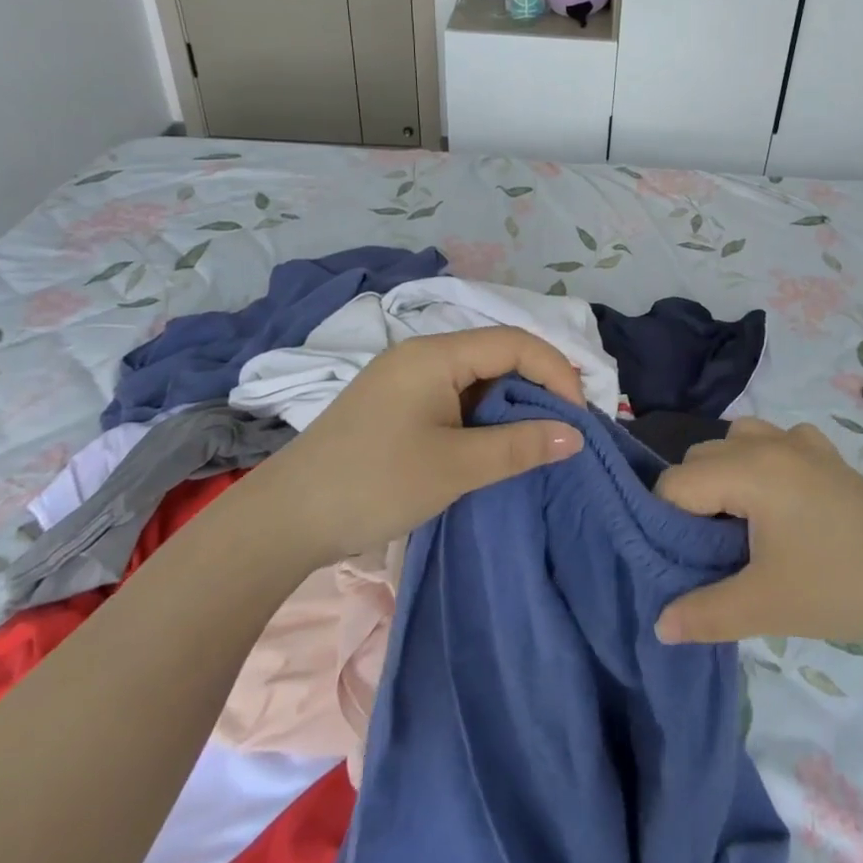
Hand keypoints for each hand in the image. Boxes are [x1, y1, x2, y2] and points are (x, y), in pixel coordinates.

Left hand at [255, 327, 584, 563]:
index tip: (578, 418)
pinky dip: (483, 416)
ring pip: (476, 377)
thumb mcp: (455, 467)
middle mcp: (421, 354)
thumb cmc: (375, 483)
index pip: (515, 343)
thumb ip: (520, 447)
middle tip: (565, 428)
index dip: (556, 372)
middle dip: (538, 386)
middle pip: (497, 354)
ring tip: (537, 439)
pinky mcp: (395, 404)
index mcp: (435, 354)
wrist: (284, 519)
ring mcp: (405, 379)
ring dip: (511, 404)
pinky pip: (454, 396)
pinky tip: (494, 444)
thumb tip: (575, 436)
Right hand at [654, 419, 862, 646]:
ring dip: (724, 474)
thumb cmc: (841, 587)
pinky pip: (777, 441)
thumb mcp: (766, 606)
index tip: (679, 561)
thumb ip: (704, 613)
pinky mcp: (828, 455)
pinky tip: (781, 500)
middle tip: (707, 552)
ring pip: (737, 440)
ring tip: (739, 524)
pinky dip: (763, 461)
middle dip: (691, 499)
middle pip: (701, 457)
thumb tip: (659, 626)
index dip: (666, 522)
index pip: (676, 483)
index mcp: (749, 470)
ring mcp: (803, 443)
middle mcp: (769, 443)